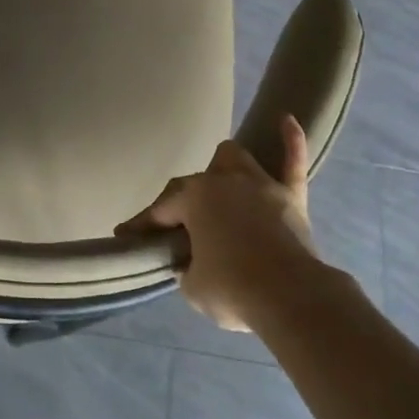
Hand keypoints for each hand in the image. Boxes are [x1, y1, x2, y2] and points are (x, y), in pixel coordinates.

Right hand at [118, 115, 325, 331]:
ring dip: (224, 170)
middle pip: (195, 184)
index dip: (141, 226)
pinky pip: (293, 161)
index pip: (160, 210)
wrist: (293, 298)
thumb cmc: (233, 289)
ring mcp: (260, 185)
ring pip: (235, 159)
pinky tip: (286, 120)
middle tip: (178, 229)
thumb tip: (193, 262)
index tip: (125, 235)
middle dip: (184, 205)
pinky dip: (290, 141)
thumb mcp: (193, 286)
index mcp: (194, 198)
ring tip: (220, 185)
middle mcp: (224, 181)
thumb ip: (188, 266)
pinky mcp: (292, 196)